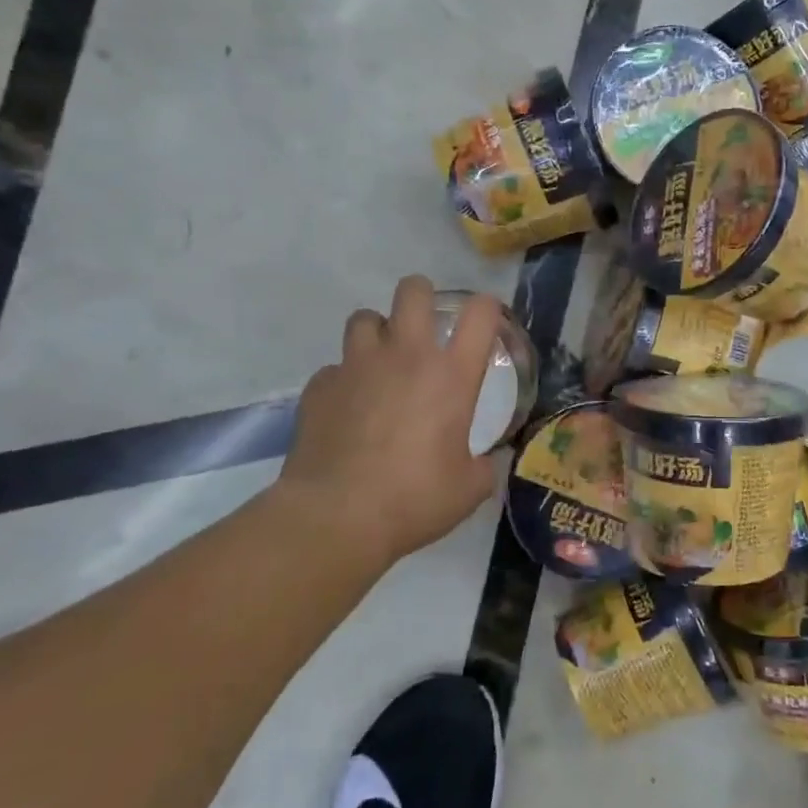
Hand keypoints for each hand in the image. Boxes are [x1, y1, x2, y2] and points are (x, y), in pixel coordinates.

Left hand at [277, 275, 505, 566]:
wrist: (336, 517)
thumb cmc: (414, 499)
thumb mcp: (469, 489)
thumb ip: (483, 466)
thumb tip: (484, 463)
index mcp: (452, 376)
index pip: (480, 314)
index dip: (488, 308)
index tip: (486, 322)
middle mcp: (406, 356)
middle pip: (413, 291)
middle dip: (422, 296)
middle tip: (425, 324)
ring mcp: (357, 366)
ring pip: (364, 318)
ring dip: (377, 332)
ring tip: (381, 360)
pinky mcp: (319, 386)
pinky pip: (335, 367)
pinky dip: (345, 379)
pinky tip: (348, 406)